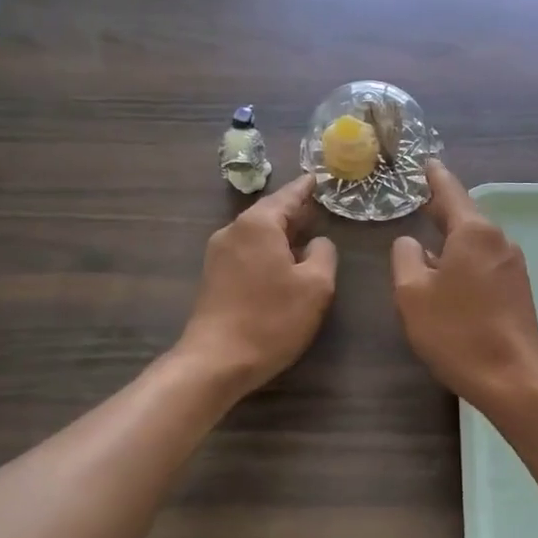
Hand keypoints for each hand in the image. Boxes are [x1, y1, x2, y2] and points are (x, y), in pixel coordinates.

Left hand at [177, 175, 336, 396]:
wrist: (216, 361)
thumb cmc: (271, 319)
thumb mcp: (315, 286)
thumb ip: (323, 254)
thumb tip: (317, 243)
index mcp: (258, 224)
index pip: (288, 195)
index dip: (307, 187)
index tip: (320, 176)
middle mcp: (234, 230)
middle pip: (269, 212)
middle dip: (295, 210)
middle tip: (320, 206)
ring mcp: (219, 253)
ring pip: (257, 232)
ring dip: (281, 232)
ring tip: (306, 234)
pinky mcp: (214, 276)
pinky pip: (248, 250)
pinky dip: (268, 249)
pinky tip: (283, 262)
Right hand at [392, 162, 537, 411]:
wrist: (514, 378)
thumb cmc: (457, 332)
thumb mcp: (413, 294)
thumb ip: (405, 258)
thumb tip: (411, 243)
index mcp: (473, 232)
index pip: (450, 190)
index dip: (433, 176)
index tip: (424, 162)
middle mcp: (498, 240)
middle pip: (465, 215)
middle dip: (440, 208)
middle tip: (416, 202)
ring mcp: (513, 265)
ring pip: (475, 241)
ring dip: (451, 238)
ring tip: (426, 241)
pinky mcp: (518, 289)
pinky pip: (484, 261)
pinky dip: (464, 259)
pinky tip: (448, 276)